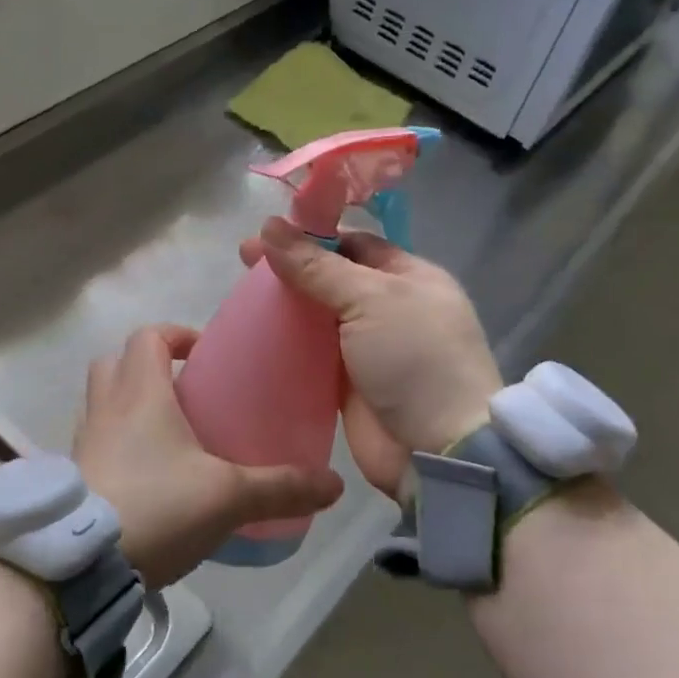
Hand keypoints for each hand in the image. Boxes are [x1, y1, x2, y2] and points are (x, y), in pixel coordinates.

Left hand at [74, 324, 343, 588]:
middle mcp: (105, 408)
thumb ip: (281, 488)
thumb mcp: (228, 498)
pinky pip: (96, 442)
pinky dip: (118, 444)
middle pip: (115, 362)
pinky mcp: (75, 477)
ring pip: (101, 402)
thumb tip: (335, 486)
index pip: (149, 337)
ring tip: (169, 436)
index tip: (205, 354)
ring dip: (129, 405)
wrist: (81, 564)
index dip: (176, 336)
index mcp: (140, 393)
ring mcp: (83, 443)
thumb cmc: (156, 507)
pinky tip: (148, 478)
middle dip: (148, 367)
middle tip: (186, 393)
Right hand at [239, 218, 501, 495]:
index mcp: (409, 277)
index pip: (355, 243)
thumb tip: (268, 227)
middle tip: (244, 261)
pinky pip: (310, 354)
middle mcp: (389, 308)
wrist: (437, 450)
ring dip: (284, 306)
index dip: (313, 234)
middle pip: (331, 278)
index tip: (267, 232)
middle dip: (291, 268)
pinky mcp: (346, 384)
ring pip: (318, 317)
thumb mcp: (370, 299)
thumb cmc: (415, 358)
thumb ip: (316, 266)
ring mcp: (367, 348)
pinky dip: (285, 344)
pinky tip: (252, 335)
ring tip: (241, 296)